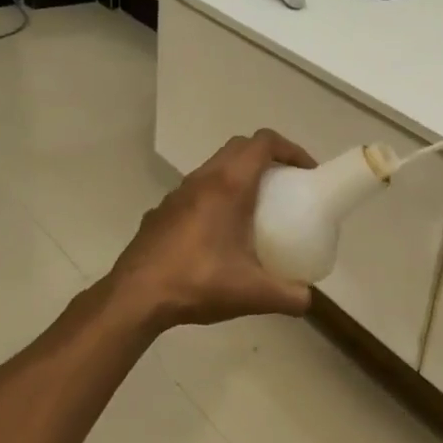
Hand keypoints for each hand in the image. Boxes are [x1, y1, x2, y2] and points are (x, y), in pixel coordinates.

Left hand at [106, 129, 317, 331]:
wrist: (135, 297)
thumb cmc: (198, 282)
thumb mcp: (252, 294)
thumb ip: (288, 296)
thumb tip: (307, 299)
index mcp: (229, 185)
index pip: (263, 142)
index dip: (290, 149)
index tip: (305, 172)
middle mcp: (203, 179)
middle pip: (239, 147)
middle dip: (266, 157)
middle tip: (285, 184)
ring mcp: (177, 193)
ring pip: (214, 167)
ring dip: (238, 175)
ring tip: (254, 208)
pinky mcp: (161, 211)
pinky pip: (195, 190)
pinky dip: (215, 196)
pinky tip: (217, 233)